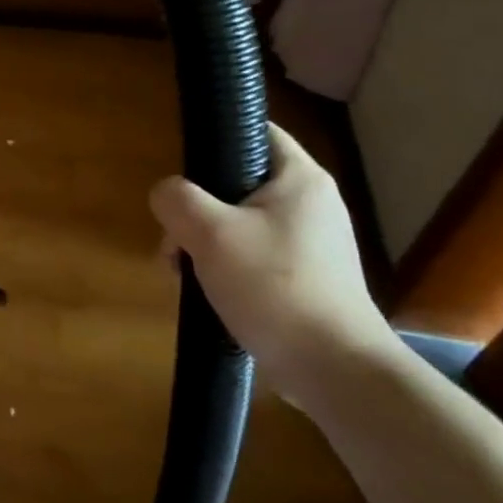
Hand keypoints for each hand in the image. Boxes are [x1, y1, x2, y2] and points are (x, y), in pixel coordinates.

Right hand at [149, 124, 397, 411]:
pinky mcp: (306, 279)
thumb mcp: (210, 233)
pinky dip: (226, 268)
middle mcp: (311, 204)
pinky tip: (209, 294)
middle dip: (196, 209)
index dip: (215, 138)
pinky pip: (253, 256)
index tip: (183, 169)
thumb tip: (166, 195)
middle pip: (237, 183)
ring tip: (185, 274)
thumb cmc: (275, 287)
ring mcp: (311, 244)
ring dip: (205, 243)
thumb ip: (176, 199)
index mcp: (300, 178)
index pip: (255, 130)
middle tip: (175, 240)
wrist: (335, 371)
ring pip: (239, 224)